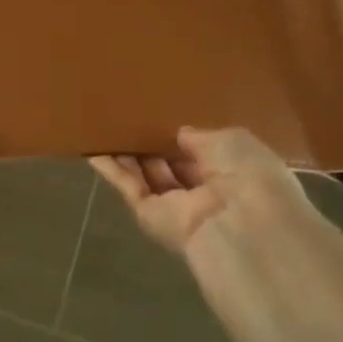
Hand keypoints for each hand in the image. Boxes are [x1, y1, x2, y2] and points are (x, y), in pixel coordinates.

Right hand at [91, 127, 327, 268]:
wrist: (242, 226)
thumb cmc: (249, 176)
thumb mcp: (233, 140)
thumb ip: (202, 135)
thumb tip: (180, 134)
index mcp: (234, 175)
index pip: (203, 154)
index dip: (183, 137)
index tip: (163, 115)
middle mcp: (205, 193)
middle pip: (172, 166)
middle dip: (153, 143)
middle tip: (131, 116)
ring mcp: (175, 207)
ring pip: (147, 176)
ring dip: (128, 153)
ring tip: (106, 125)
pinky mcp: (149, 216)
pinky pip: (129, 187)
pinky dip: (111, 169)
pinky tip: (93, 148)